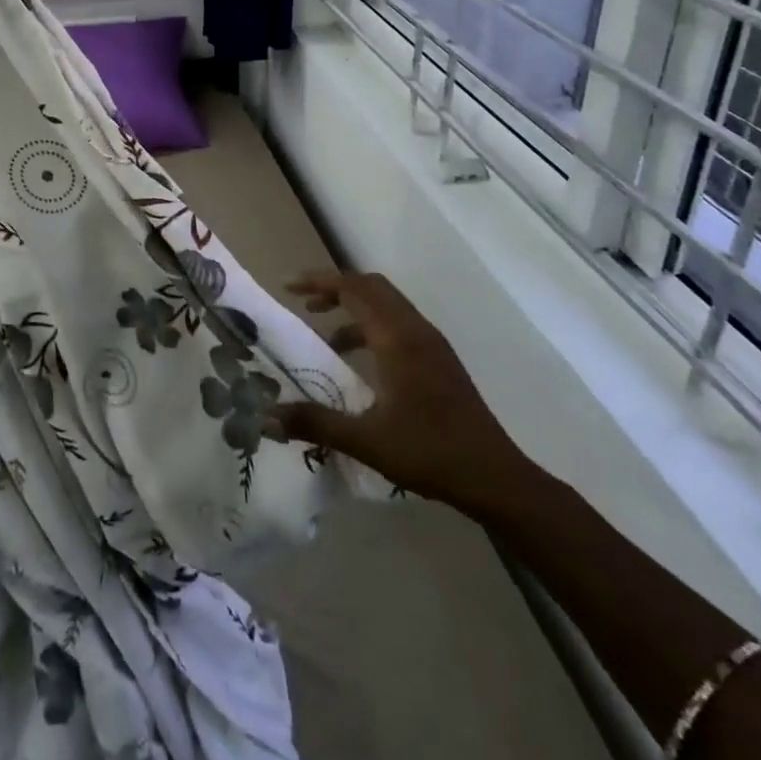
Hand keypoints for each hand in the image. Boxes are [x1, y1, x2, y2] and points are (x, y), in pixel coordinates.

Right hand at [270, 271, 544, 524]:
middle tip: (303, 303)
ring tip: (325, 335)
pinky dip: (372, 327)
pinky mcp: (440, 361)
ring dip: (354, 308)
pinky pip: (399, 324)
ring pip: (388, 305)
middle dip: (335, 288)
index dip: (319, 282)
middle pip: (372, 287)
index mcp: (398, 338)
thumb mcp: (366, 440)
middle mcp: (416, 330)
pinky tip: (360, 363)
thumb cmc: (429, 452)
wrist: (494, 477)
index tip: (288, 287)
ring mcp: (432, 344)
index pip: (354, 289)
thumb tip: (265, 417)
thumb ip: (314, 423)